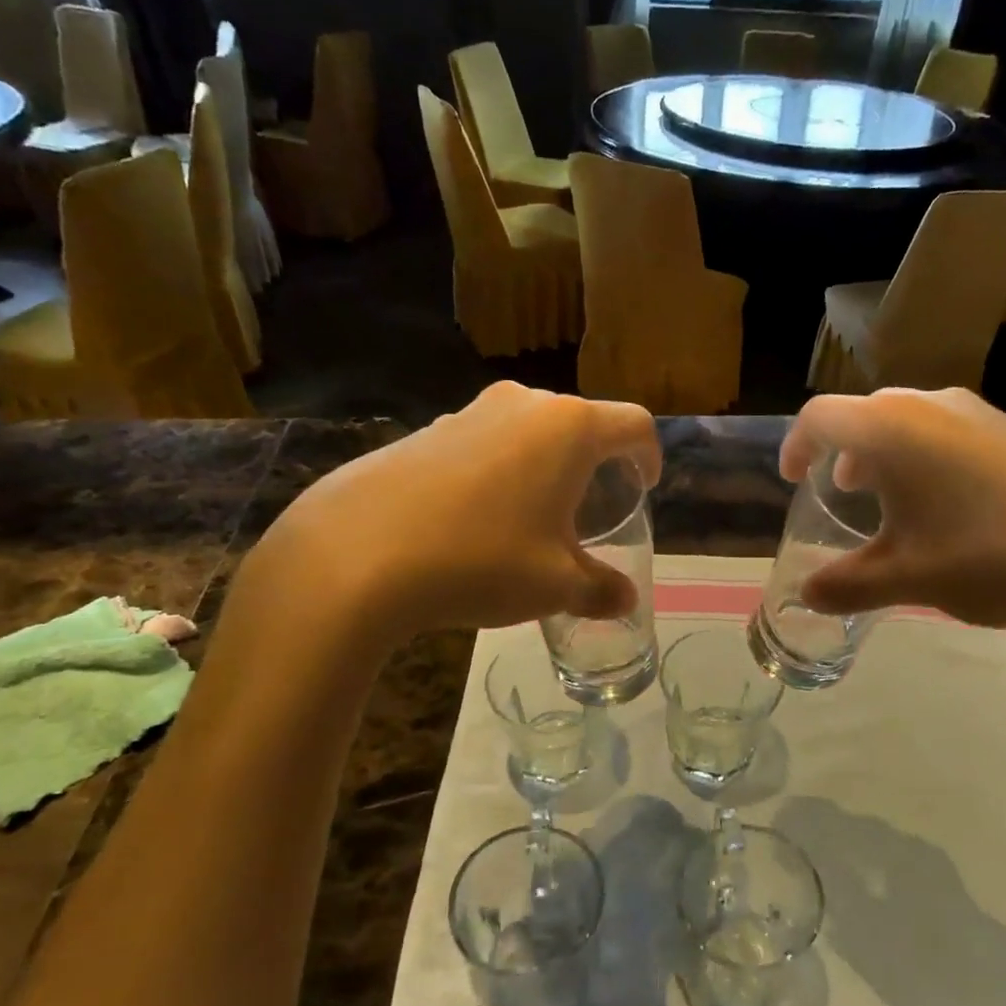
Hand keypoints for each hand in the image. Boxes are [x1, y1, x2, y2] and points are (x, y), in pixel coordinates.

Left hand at [248, 383, 660, 642]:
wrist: (355, 554)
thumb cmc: (482, 560)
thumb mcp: (555, 585)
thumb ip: (601, 589)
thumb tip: (625, 600)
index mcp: (568, 428)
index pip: (633, 425)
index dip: (649, 456)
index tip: (645, 487)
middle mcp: (523, 404)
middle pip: (580, 423)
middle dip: (595, 463)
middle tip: (592, 508)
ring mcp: (468, 411)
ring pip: (528, 432)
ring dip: (544, 466)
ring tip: (533, 517)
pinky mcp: (425, 431)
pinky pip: (484, 444)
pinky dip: (499, 471)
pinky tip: (475, 519)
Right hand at [780, 388, 1005, 640]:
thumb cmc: (991, 555)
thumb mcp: (909, 579)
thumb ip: (849, 585)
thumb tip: (807, 595)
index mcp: (892, 429)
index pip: (821, 417)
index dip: (796, 445)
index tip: (791, 479)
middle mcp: (932, 406)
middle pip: (867, 415)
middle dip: (843, 452)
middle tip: (840, 492)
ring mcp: (981, 414)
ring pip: (912, 422)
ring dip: (888, 456)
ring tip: (891, 503)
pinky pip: (950, 433)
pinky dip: (928, 460)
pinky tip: (950, 510)